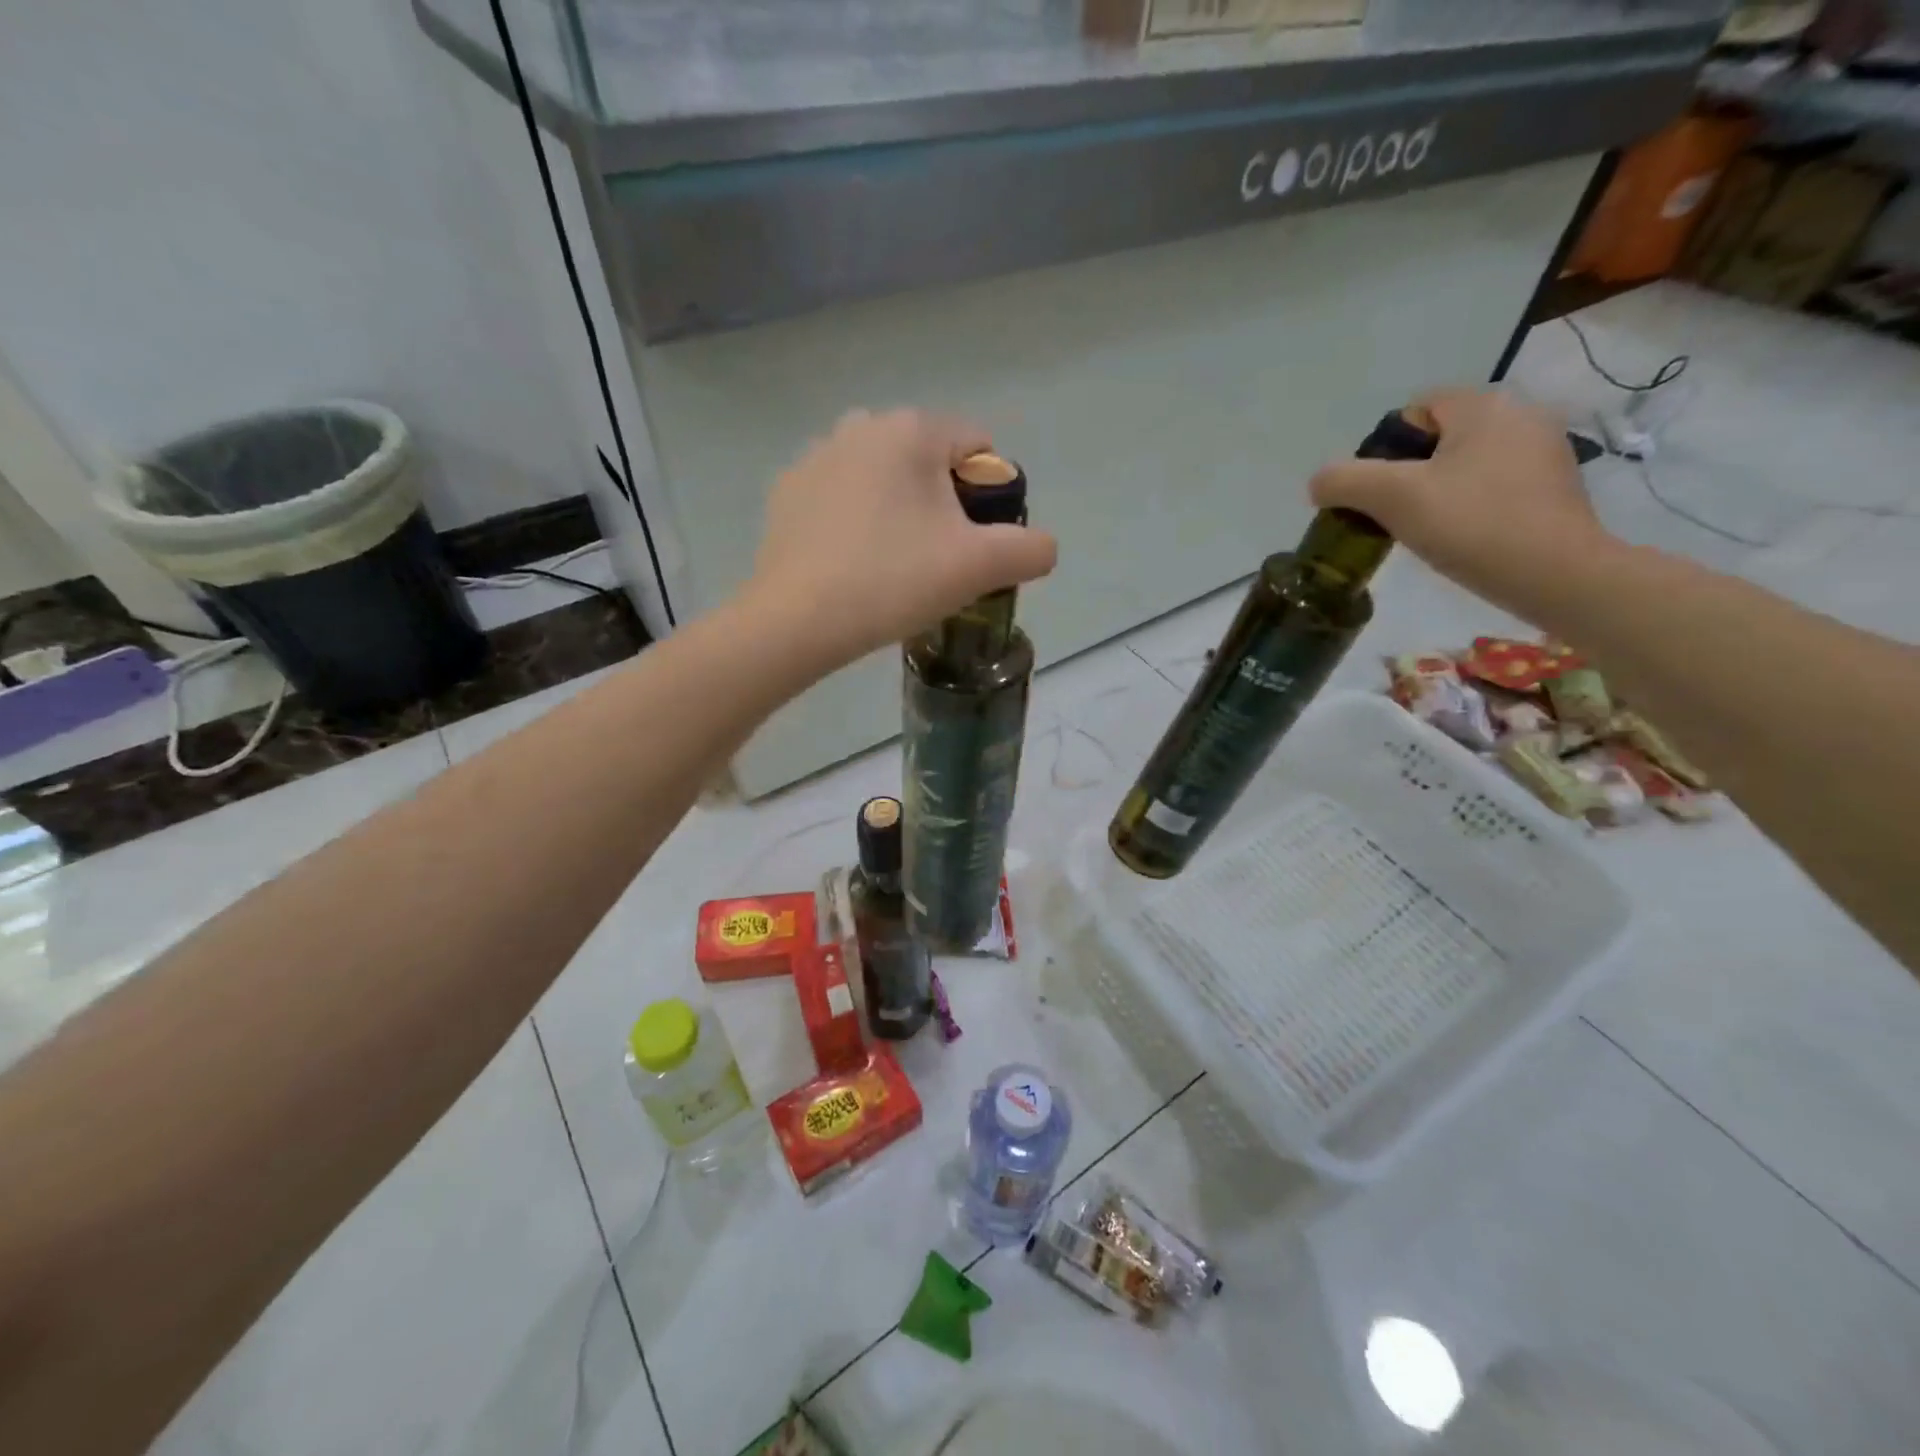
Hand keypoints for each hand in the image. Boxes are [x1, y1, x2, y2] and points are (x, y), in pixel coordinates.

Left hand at [745, 409, 1058, 663]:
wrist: (796, 621)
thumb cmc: (893, 581)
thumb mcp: (979, 567)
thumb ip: (1030, 549)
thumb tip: (1042, 547)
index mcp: (911, 430)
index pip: (978, 446)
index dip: (990, 496)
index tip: (974, 545)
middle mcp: (861, 425)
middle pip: (928, 460)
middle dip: (942, 503)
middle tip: (934, 560)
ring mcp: (815, 456)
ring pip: (883, 478)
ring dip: (898, 510)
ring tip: (891, 564)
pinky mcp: (786, 492)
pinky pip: (841, 497)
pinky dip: (856, 521)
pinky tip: (850, 564)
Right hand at [1309, 390, 1615, 619]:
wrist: (1555, 573)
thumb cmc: (1471, 524)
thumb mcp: (1391, 498)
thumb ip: (1344, 481)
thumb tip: (1319, 483)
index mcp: (1484, 405)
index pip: (1415, 410)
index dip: (1385, 451)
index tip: (1381, 493)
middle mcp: (1521, 414)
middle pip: (1440, 438)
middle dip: (1411, 474)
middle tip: (1399, 516)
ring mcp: (1546, 450)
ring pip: (1467, 464)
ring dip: (1441, 492)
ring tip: (1432, 531)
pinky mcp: (1557, 487)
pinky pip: (1495, 486)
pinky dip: (1473, 507)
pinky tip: (1467, 538)